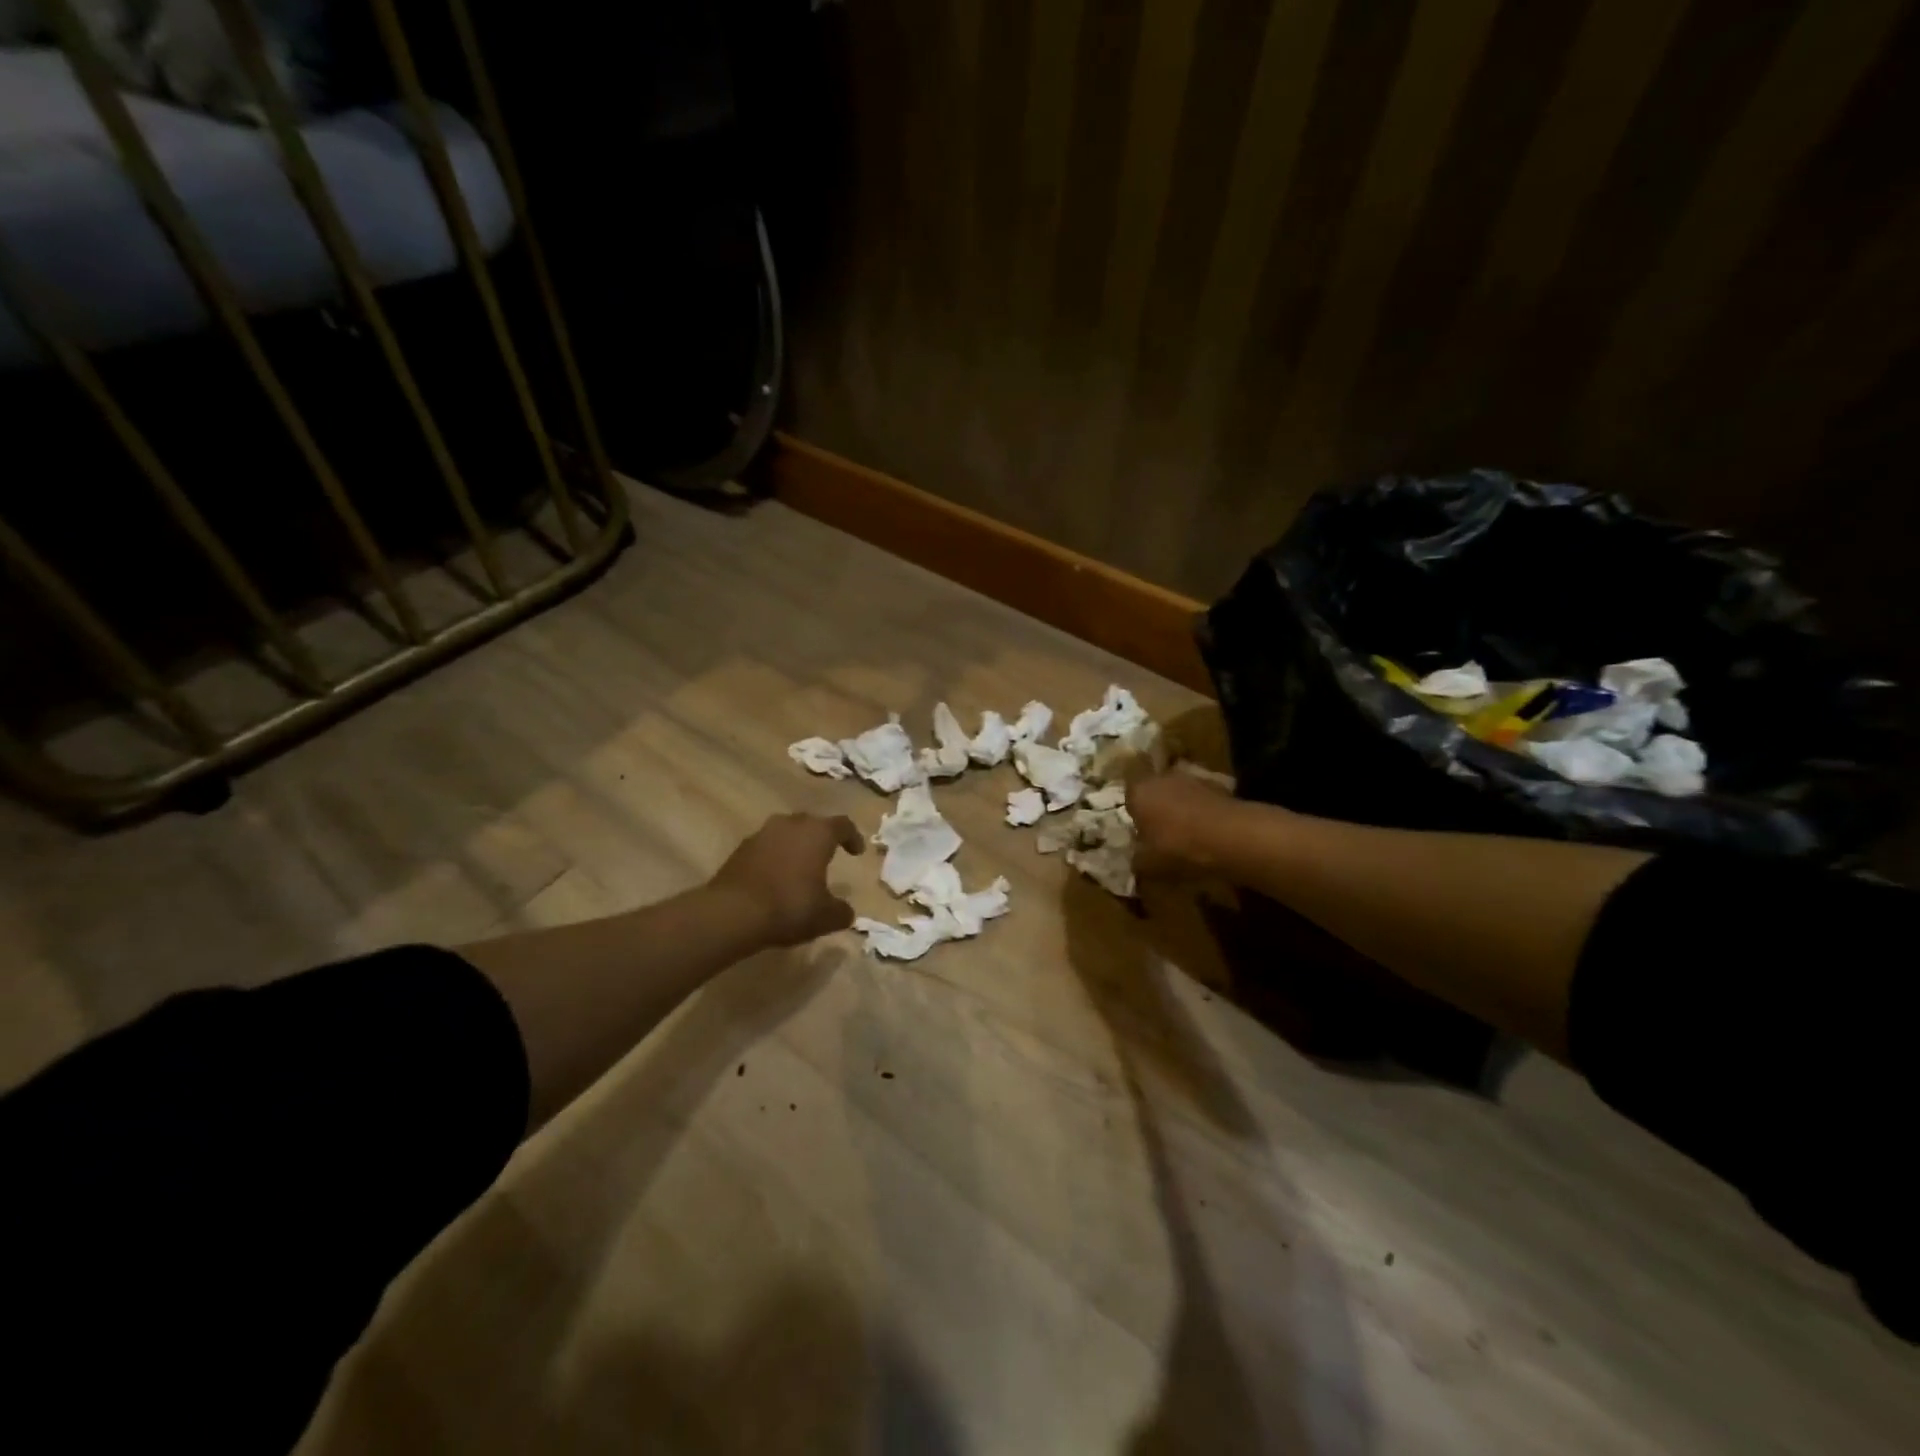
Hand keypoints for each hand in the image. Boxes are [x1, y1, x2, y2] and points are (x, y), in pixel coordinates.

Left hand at [709, 813, 866, 946]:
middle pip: (812, 823)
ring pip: (786, 832)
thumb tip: (845, 911)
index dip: (852, 837)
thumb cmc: (789, 906)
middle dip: (821, 837)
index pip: (842, 825)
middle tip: (827, 854)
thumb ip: (841, 911)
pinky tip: (775, 878)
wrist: (732, 912)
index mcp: (817, 833)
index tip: (857, 852)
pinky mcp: (740, 849)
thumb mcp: (826, 917)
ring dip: (795, 846)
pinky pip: (766, 847)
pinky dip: (774, 857)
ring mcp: (762, 834)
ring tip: (800, 866)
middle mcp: (790, 825)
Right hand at [1129, 770, 1237, 879]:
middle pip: (1155, 790)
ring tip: (1188, 833)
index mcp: (1138, 792)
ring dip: (1182, 807)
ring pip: (1181, 792)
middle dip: (1158, 807)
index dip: (1134, 813)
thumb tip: (1135, 859)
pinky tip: (1209, 831)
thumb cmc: (1178, 848)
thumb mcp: (1149, 865)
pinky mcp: (1219, 784)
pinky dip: (1204, 810)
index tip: (1140, 831)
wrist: (1230, 837)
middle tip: (1162, 832)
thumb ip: (1137, 859)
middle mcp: (1162, 778)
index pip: (1128, 796)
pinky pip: (1203, 798)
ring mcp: (1193, 778)